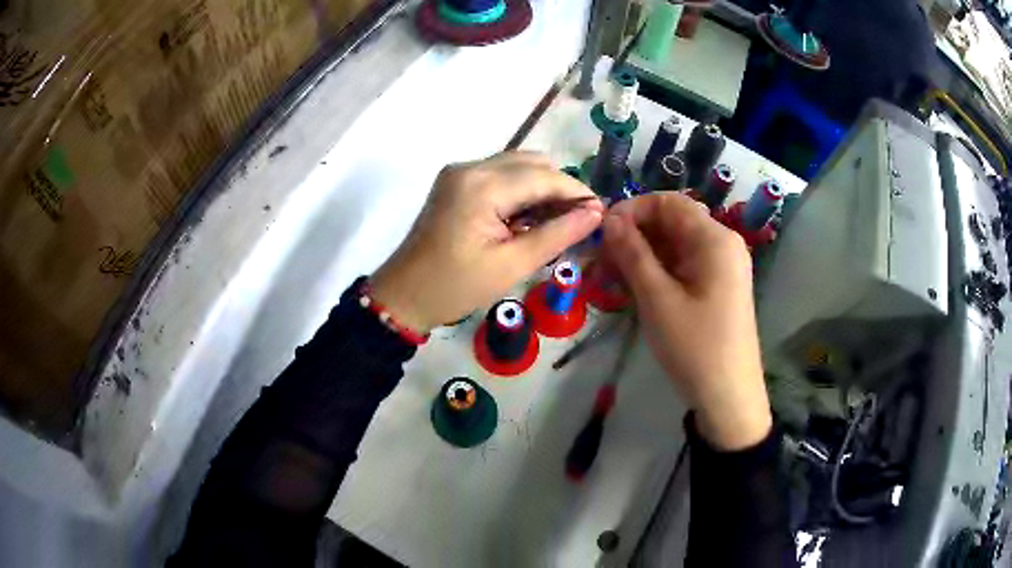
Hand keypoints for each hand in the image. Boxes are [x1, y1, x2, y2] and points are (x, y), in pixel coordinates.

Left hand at [371, 151, 603, 332]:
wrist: (403, 295)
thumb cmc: (455, 287)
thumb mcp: (512, 265)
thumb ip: (557, 234)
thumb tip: (596, 214)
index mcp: (482, 186)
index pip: (544, 176)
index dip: (577, 192)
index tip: (602, 213)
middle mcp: (470, 167)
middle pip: (532, 163)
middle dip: (560, 188)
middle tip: (578, 222)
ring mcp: (460, 172)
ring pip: (517, 166)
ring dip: (541, 188)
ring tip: (556, 223)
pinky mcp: (455, 182)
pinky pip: (500, 175)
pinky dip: (520, 191)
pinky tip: (529, 219)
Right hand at [601, 193, 770, 450]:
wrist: (728, 396)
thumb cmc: (694, 346)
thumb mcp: (657, 298)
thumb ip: (632, 253)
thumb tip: (609, 218)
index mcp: (714, 239)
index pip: (668, 202)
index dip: (632, 211)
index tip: (601, 234)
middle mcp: (722, 244)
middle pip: (671, 223)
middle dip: (633, 236)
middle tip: (599, 263)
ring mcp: (722, 266)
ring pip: (674, 246)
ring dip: (641, 256)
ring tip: (609, 280)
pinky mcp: (717, 286)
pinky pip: (683, 266)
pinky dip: (657, 272)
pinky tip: (633, 290)